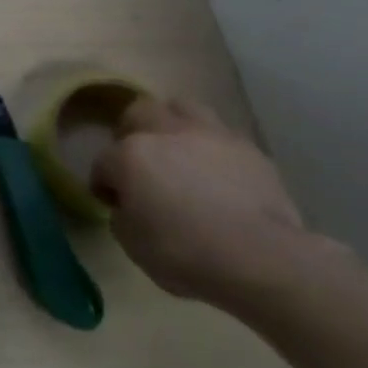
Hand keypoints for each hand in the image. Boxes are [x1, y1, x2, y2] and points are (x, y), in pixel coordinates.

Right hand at [90, 98, 312, 305]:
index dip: (104, 183)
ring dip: (174, 124)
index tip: (111, 202)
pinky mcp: (250, 150)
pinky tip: (217, 171)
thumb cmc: (186, 252)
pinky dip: (212, 148)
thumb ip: (123, 215)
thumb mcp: (133, 244)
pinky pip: (222, 135)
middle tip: (138, 160)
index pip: (103, 162)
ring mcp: (211, 136)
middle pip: (139, 113)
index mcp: (129, 155)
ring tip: (179, 151)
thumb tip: (130, 206)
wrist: (263, 259)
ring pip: (183, 108)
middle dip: (132, 132)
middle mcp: (165, 133)